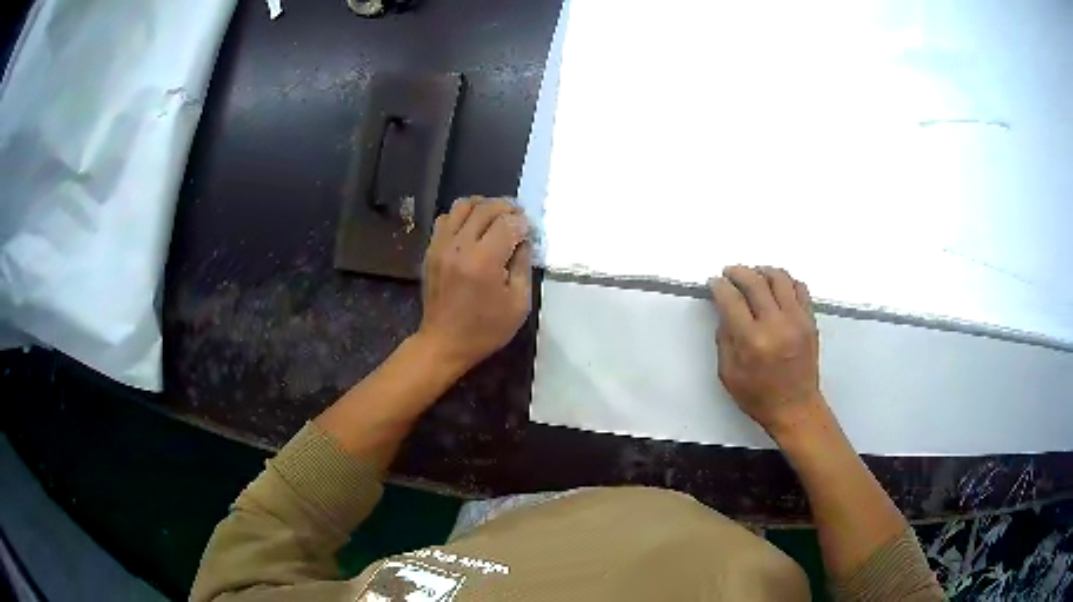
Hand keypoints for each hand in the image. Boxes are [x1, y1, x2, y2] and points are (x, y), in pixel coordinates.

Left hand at [416, 196, 531, 374]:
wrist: (444, 343)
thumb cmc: (485, 329)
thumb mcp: (518, 304)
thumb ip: (522, 265)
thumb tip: (523, 239)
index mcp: (483, 262)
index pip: (507, 223)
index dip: (522, 223)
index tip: (529, 232)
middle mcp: (459, 247)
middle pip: (485, 208)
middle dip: (506, 207)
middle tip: (518, 217)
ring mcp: (441, 246)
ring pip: (462, 205)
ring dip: (483, 206)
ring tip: (495, 217)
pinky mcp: (431, 249)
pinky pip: (445, 218)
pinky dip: (462, 216)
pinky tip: (473, 228)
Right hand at [709, 265, 823, 437]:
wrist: (795, 407)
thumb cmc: (758, 396)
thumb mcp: (728, 374)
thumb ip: (724, 339)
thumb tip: (724, 310)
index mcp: (751, 341)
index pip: (731, 299)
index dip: (719, 286)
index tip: (714, 283)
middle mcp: (775, 325)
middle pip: (755, 281)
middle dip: (738, 272)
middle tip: (729, 273)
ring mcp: (797, 320)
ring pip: (780, 278)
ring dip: (762, 271)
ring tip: (754, 274)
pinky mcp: (810, 321)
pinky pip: (800, 288)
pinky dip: (786, 281)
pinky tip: (777, 286)